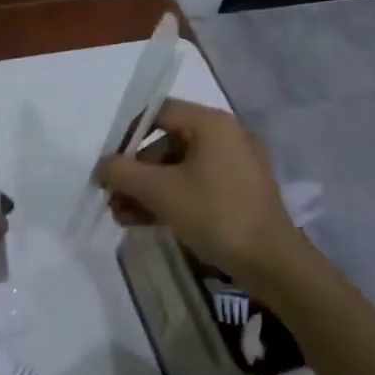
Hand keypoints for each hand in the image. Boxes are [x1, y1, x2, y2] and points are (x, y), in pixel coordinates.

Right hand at [96, 98, 296, 281]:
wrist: (271, 262)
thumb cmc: (215, 214)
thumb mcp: (160, 191)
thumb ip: (123, 172)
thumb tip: (102, 167)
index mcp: (212, 123)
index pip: (160, 112)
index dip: (129, 135)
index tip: (111, 164)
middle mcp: (226, 136)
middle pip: (167, 143)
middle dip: (136, 173)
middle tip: (113, 198)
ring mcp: (235, 165)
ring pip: (179, 169)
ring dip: (148, 190)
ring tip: (122, 217)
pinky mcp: (239, 192)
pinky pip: (196, 185)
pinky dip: (171, 199)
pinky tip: (145, 221)